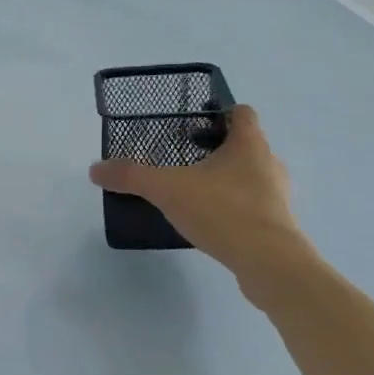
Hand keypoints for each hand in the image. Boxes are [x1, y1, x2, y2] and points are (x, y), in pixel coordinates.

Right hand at [88, 106, 313, 290]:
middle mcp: (269, 163)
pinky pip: (252, 206)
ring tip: (193, 192)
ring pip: (250, 177)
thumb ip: (131, 176)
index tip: (193, 123)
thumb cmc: (223, 211)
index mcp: (249, 144)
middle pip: (245, 145)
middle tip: (184, 158)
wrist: (269, 263)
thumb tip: (95, 169)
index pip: (241, 113)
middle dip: (216, 149)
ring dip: (225, 180)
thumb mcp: (167, 189)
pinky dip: (232, 208)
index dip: (220, 112)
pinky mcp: (277, 224)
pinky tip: (209, 221)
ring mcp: (277, 195)